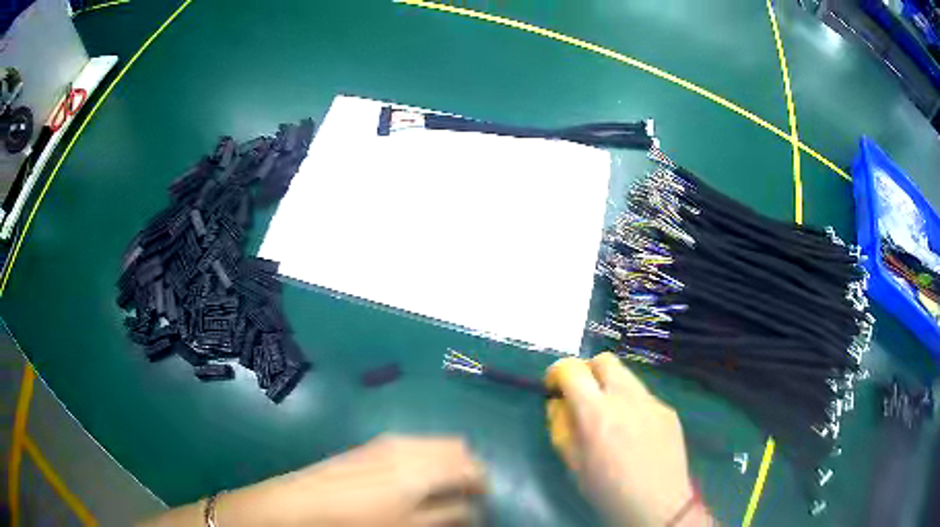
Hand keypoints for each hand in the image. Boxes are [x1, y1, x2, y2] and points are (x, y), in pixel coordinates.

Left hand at [141, 435, 486, 526]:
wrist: (304, 501)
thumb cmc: (360, 520)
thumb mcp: (410, 525)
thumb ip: (448, 515)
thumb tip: (473, 509)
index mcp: (424, 466)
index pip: (472, 466)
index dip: (483, 484)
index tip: (483, 502)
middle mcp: (411, 445)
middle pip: (457, 447)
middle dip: (468, 469)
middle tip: (464, 495)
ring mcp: (390, 441)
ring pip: (435, 444)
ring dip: (446, 463)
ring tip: (439, 491)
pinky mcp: (373, 445)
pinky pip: (415, 445)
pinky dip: (426, 460)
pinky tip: (413, 482)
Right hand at [545, 353, 707, 525]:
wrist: (658, 504)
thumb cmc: (608, 491)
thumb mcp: (572, 464)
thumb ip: (561, 427)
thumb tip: (558, 403)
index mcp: (596, 413)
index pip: (572, 369)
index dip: (556, 372)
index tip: (553, 387)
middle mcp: (626, 397)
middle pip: (603, 360)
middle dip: (587, 372)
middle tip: (582, 396)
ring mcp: (651, 402)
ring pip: (626, 376)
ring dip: (610, 386)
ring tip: (609, 416)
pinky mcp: (668, 410)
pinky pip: (643, 397)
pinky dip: (631, 404)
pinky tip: (633, 432)